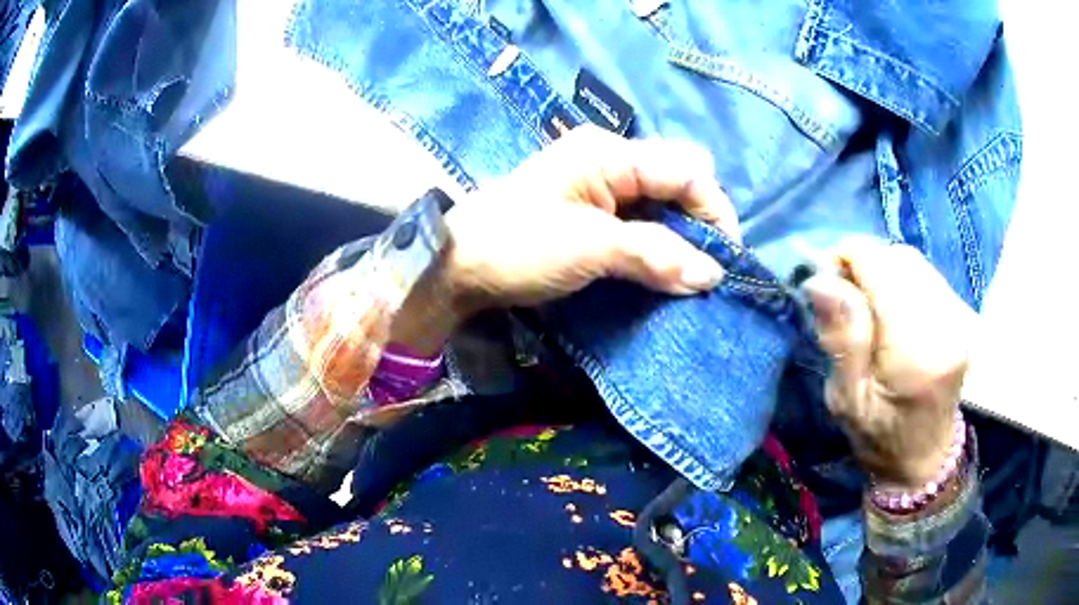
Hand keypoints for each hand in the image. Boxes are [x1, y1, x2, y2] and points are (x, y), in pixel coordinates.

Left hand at [443, 125, 738, 310]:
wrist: (458, 266)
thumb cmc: (517, 246)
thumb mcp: (589, 248)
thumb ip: (655, 255)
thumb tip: (711, 275)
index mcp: (609, 153)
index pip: (686, 171)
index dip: (715, 210)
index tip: (727, 259)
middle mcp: (609, 160)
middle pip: (677, 182)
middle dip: (699, 223)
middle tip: (705, 268)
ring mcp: (599, 184)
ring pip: (661, 203)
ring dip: (680, 237)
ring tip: (688, 275)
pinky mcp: (590, 211)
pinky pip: (640, 220)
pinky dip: (658, 244)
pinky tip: (662, 269)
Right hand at [802, 241, 975, 489]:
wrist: (925, 457)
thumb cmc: (879, 440)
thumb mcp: (847, 401)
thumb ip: (841, 338)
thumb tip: (820, 279)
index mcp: (918, 353)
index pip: (883, 269)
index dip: (847, 259)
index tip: (823, 280)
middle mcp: (947, 325)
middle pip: (899, 259)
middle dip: (864, 264)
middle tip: (840, 295)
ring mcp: (960, 317)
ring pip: (913, 262)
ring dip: (882, 271)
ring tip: (864, 303)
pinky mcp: (961, 314)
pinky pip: (925, 274)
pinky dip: (899, 279)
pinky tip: (888, 308)